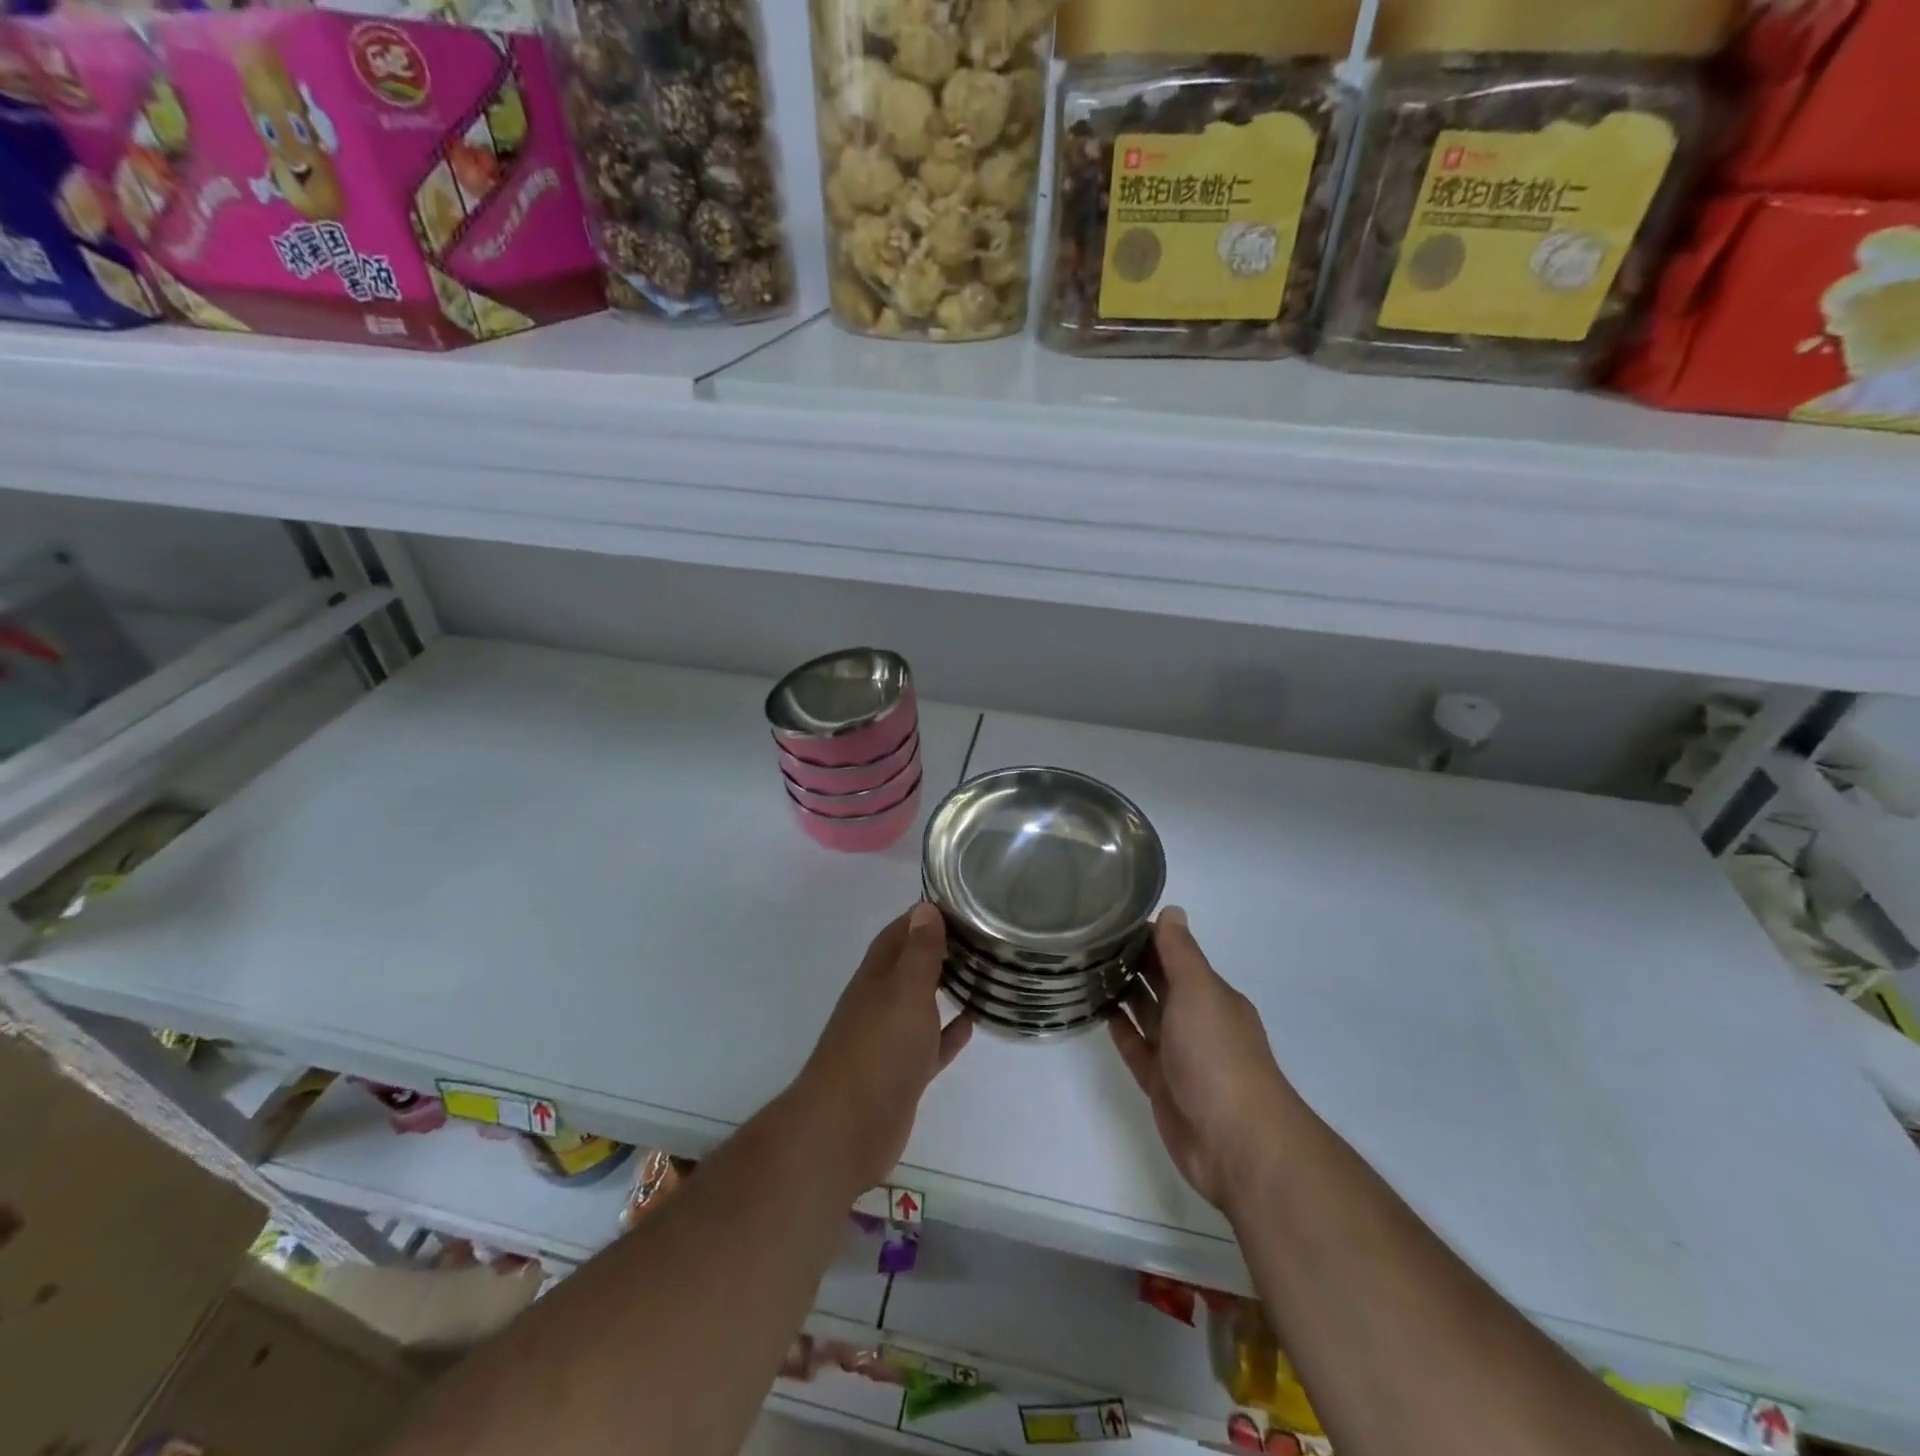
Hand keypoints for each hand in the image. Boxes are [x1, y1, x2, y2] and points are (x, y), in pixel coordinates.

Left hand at [795, 904, 972, 1190]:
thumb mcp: (904, 990)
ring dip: (947, 987)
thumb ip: (918, 951)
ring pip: (922, 1003)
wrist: (847, 1129)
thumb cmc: (879, 1049)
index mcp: (878, 976)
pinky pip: (931, 1043)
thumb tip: (925, 906)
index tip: (963, 902)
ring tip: (984, 972)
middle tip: (983, 935)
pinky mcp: (904, 1073)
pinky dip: (949, 1031)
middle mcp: (881, 1001)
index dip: (926, 915)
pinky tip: (972, 1021)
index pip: (901, 931)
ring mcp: (891, 1039)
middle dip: (941, 948)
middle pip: (911, 965)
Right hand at [1111, 908, 1297, 1211]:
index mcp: (1211, 996)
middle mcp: (1197, 1021)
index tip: (1111, 918)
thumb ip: (1181, 953)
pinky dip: (1122, 1031)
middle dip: (1133, 962)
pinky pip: (1137, 1049)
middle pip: (1161, 983)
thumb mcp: (1200, 992)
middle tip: (1089, 940)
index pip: (1176, 955)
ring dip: (1124, 994)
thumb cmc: (1218, 1055)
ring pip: (1147, 1015)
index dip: (1149, 936)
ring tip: (1086, 969)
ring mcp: (1179, 1055)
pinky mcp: (1162, 1085)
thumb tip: (1173, 910)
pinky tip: (1100, 1013)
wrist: (1236, 1142)